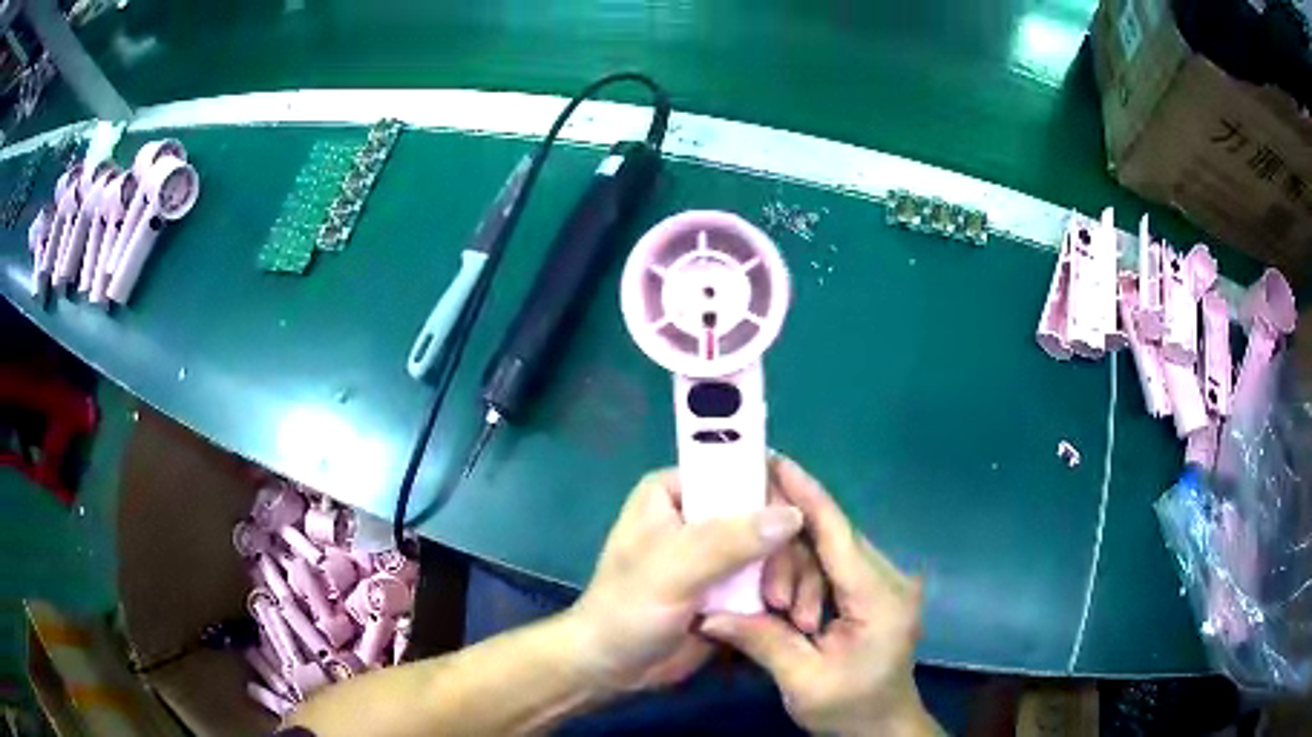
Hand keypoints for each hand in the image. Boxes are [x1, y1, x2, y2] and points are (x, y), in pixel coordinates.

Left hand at [565, 468, 811, 691]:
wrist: (612, 667)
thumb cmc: (627, 610)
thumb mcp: (673, 570)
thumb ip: (730, 541)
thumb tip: (793, 515)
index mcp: (677, 491)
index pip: (740, 470)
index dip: (777, 492)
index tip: (802, 527)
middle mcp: (701, 513)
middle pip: (767, 512)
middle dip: (786, 551)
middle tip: (782, 595)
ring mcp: (719, 551)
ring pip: (775, 547)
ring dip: (790, 577)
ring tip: (789, 613)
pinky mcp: (730, 585)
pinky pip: (771, 578)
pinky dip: (786, 594)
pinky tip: (794, 619)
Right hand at [701, 457, 938, 736]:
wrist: (882, 726)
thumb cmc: (848, 709)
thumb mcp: (802, 682)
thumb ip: (762, 641)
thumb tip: (707, 614)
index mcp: (880, 599)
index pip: (838, 534)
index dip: (805, 494)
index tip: (774, 460)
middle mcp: (891, 579)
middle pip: (832, 539)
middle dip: (789, 554)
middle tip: (764, 594)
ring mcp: (888, 582)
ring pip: (832, 551)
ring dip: (797, 572)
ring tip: (780, 612)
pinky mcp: (879, 590)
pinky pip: (837, 566)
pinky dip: (808, 577)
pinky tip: (789, 604)